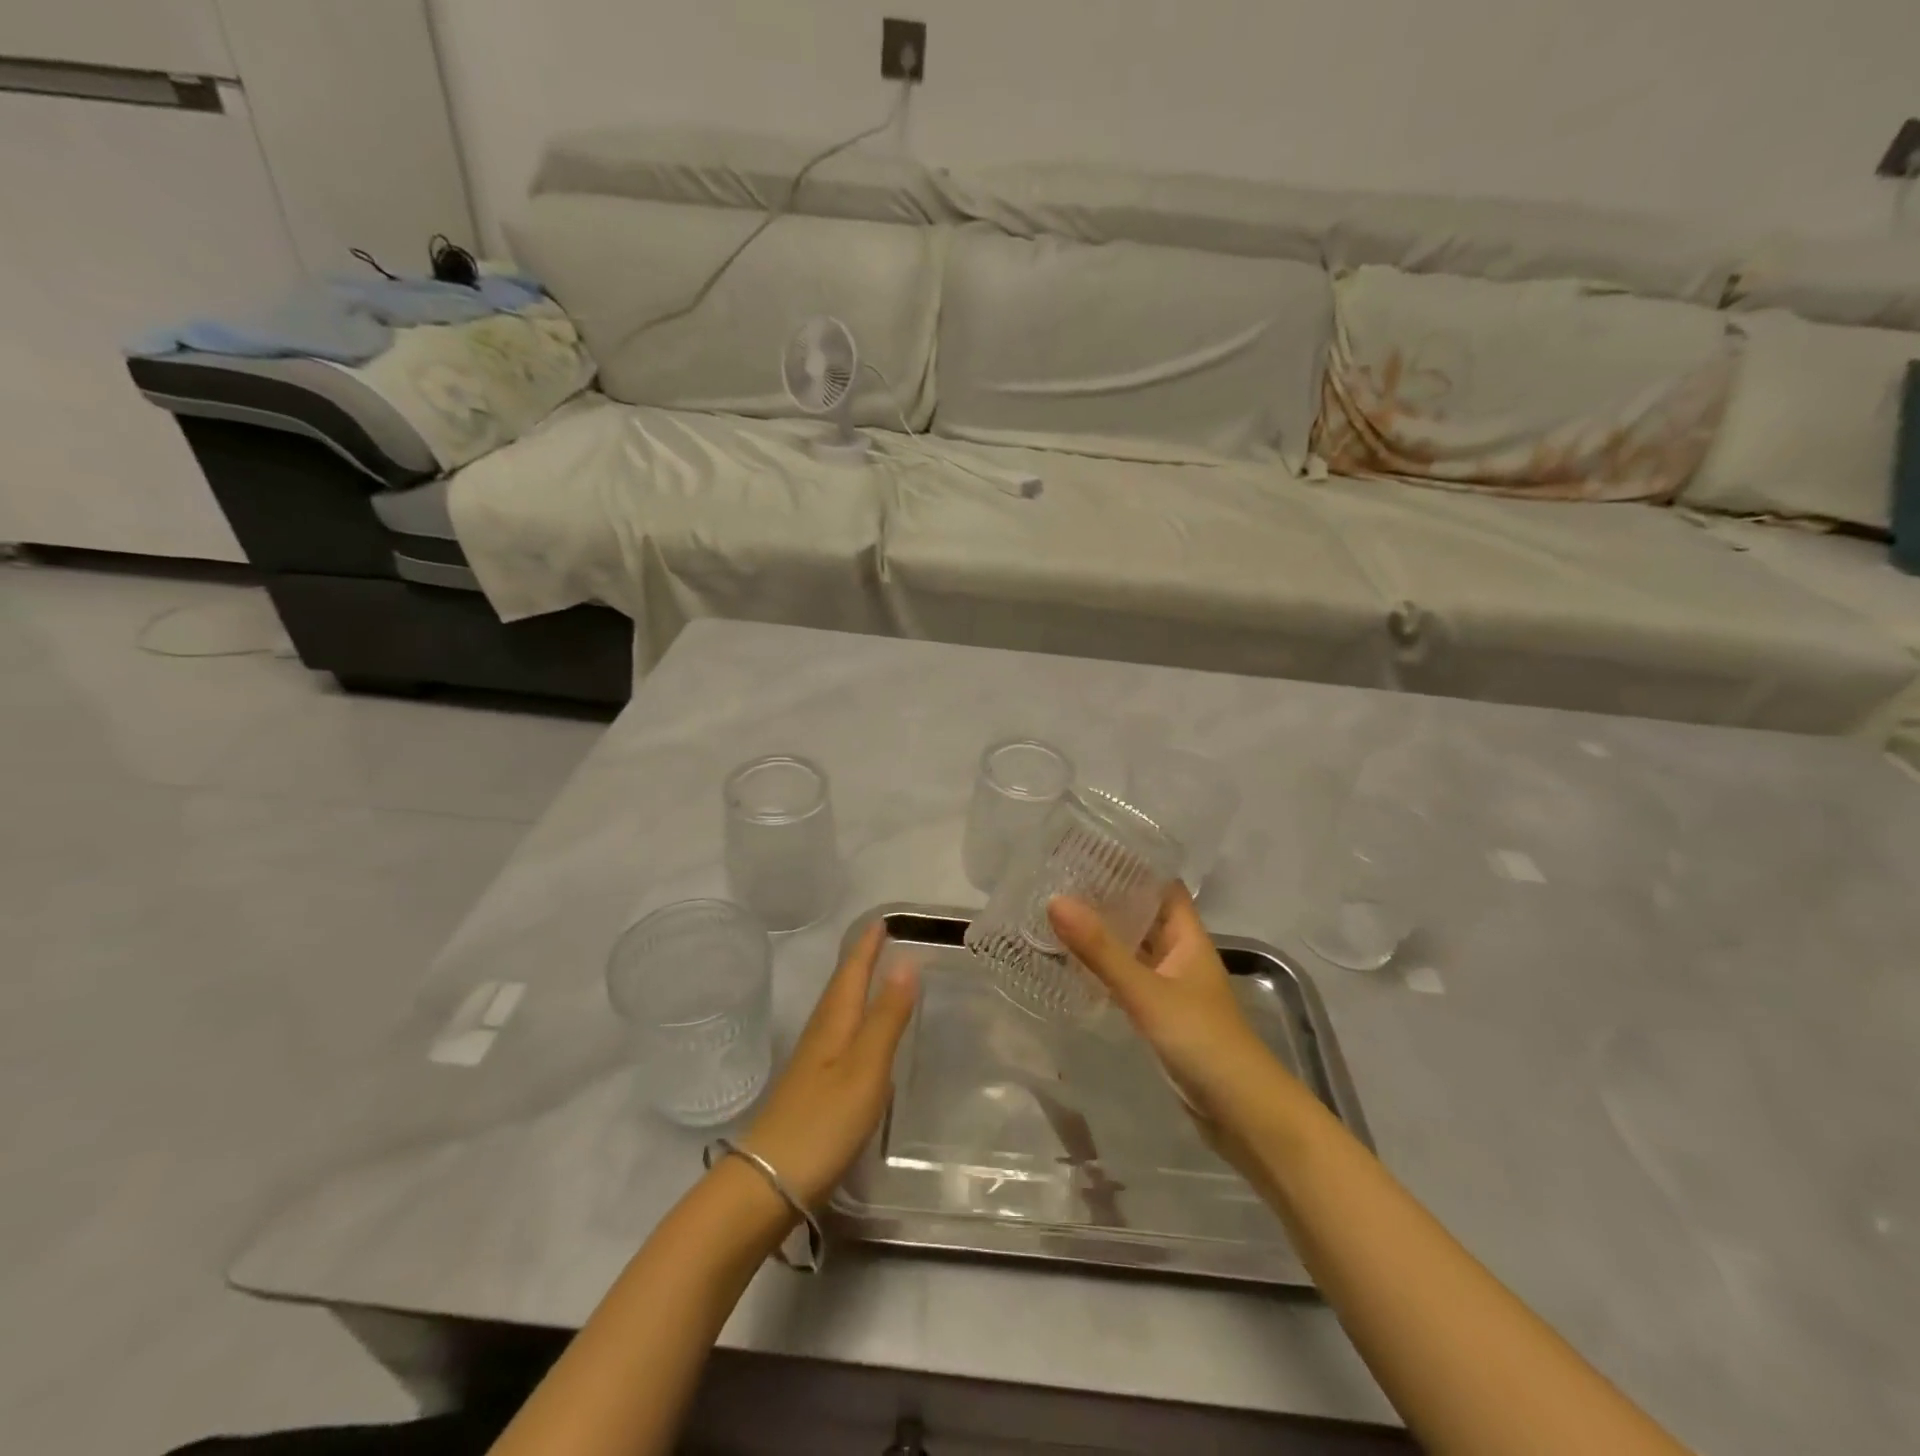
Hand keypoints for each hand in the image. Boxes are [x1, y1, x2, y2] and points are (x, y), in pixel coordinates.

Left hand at [740, 923, 918, 1209]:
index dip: (867, 946)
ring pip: (837, 1010)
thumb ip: (887, 1017)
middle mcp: (820, 1035)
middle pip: (841, 987)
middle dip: (859, 960)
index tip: (882, 921)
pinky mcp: (811, 1088)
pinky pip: (836, 1035)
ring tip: (873, 975)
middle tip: (880, 939)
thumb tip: (906, 961)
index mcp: (834, 1023)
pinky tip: (857, 1034)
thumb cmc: (823, 1121)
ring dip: (854, 987)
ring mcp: (812, 1063)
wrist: (769, 1182)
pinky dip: (851, 1018)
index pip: (852, 972)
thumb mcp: (866, 1067)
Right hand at [1047, 886, 1292, 1128]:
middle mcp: (1180, 955)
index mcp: (1188, 937)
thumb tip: (1055, 901)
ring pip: (1134, 949)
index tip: (1088, 851)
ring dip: (1104, 935)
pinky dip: (1105, 969)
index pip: (1161, 886)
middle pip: (1144, 915)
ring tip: (1056, 916)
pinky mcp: (1162, 1017)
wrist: (1244, 1115)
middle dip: (1107, 899)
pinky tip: (1073, 967)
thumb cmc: (1203, 1041)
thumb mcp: (1147, 992)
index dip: (1131, 866)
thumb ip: (1101, 951)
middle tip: (1057, 882)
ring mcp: (1171, 987)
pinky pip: (1129, 980)